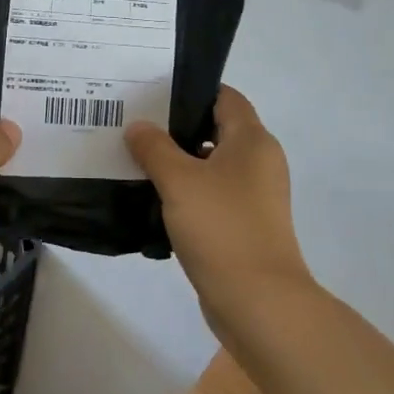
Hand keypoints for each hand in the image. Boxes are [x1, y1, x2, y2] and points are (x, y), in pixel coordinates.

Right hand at [124, 86, 312, 335]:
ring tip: (135, 158)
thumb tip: (138, 126)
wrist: (258, 302)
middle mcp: (259, 162)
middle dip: (175, 127)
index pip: (224, 96)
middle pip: (215, 129)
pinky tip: (153, 197)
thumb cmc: (221, 228)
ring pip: (211, 165)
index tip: (151, 92)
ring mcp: (253, 196)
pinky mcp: (244, 225)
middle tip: (134, 124)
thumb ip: (154, 147)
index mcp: (252, 141)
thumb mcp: (179, 180)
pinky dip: (186, 192)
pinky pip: (211, 195)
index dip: (190, 90)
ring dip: (178, 162)